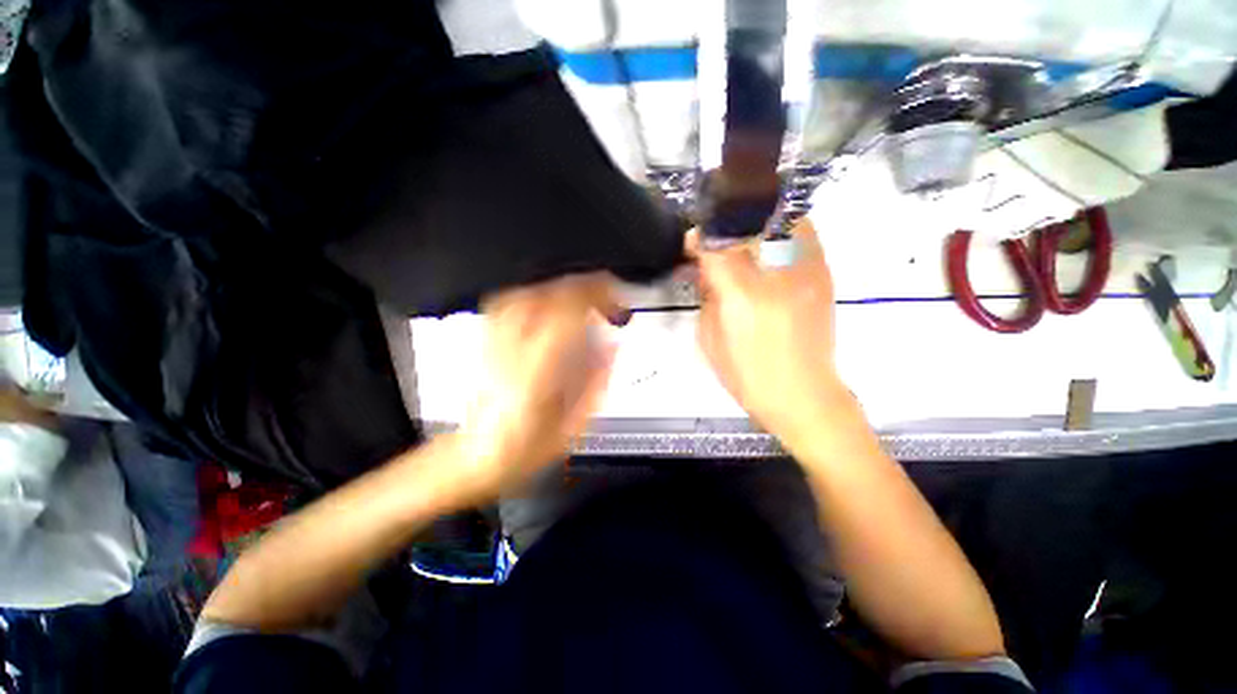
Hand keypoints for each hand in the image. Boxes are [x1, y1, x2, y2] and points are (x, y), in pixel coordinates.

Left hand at [455, 273, 617, 501]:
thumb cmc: (525, 450)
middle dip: (583, 288)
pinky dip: (535, 294)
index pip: (565, 318)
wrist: (475, 456)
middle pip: (545, 298)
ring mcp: (491, 344)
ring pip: (526, 295)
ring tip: (583, 297)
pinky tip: (550, 301)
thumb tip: (613, 345)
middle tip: (608, 294)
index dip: (595, 299)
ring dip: (561, 289)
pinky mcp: (484, 341)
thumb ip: (597, 383)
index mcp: (534, 378)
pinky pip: (508, 303)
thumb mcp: (573, 428)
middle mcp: (509, 354)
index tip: (617, 299)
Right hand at [692, 219, 849, 446]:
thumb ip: (707, 298)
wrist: (804, 395)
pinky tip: (769, 245)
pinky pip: (804, 232)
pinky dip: (782, 228)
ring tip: (742, 231)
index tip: (693, 240)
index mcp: (742, 296)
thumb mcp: (710, 340)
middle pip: (750, 222)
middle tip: (716, 234)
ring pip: (782, 217)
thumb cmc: (748, 375)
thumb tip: (707, 270)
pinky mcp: (823, 275)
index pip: (715, 248)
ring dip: (757, 219)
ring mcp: (806, 270)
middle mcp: (777, 274)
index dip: (700, 239)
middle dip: (727, 222)